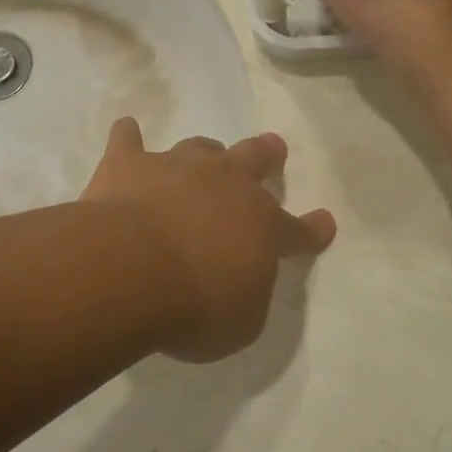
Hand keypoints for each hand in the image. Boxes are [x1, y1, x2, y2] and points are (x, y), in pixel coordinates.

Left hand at [81, 118, 335, 361]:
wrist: (131, 270)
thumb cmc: (195, 305)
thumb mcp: (242, 320)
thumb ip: (249, 292)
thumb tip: (242, 276)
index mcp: (261, 226)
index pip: (297, 230)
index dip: (312, 229)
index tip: (324, 221)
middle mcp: (224, 185)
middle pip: (253, 159)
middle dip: (266, 154)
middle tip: (273, 146)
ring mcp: (175, 168)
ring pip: (199, 148)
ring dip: (205, 152)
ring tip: (206, 152)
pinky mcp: (128, 164)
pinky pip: (128, 140)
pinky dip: (128, 136)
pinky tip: (126, 130)